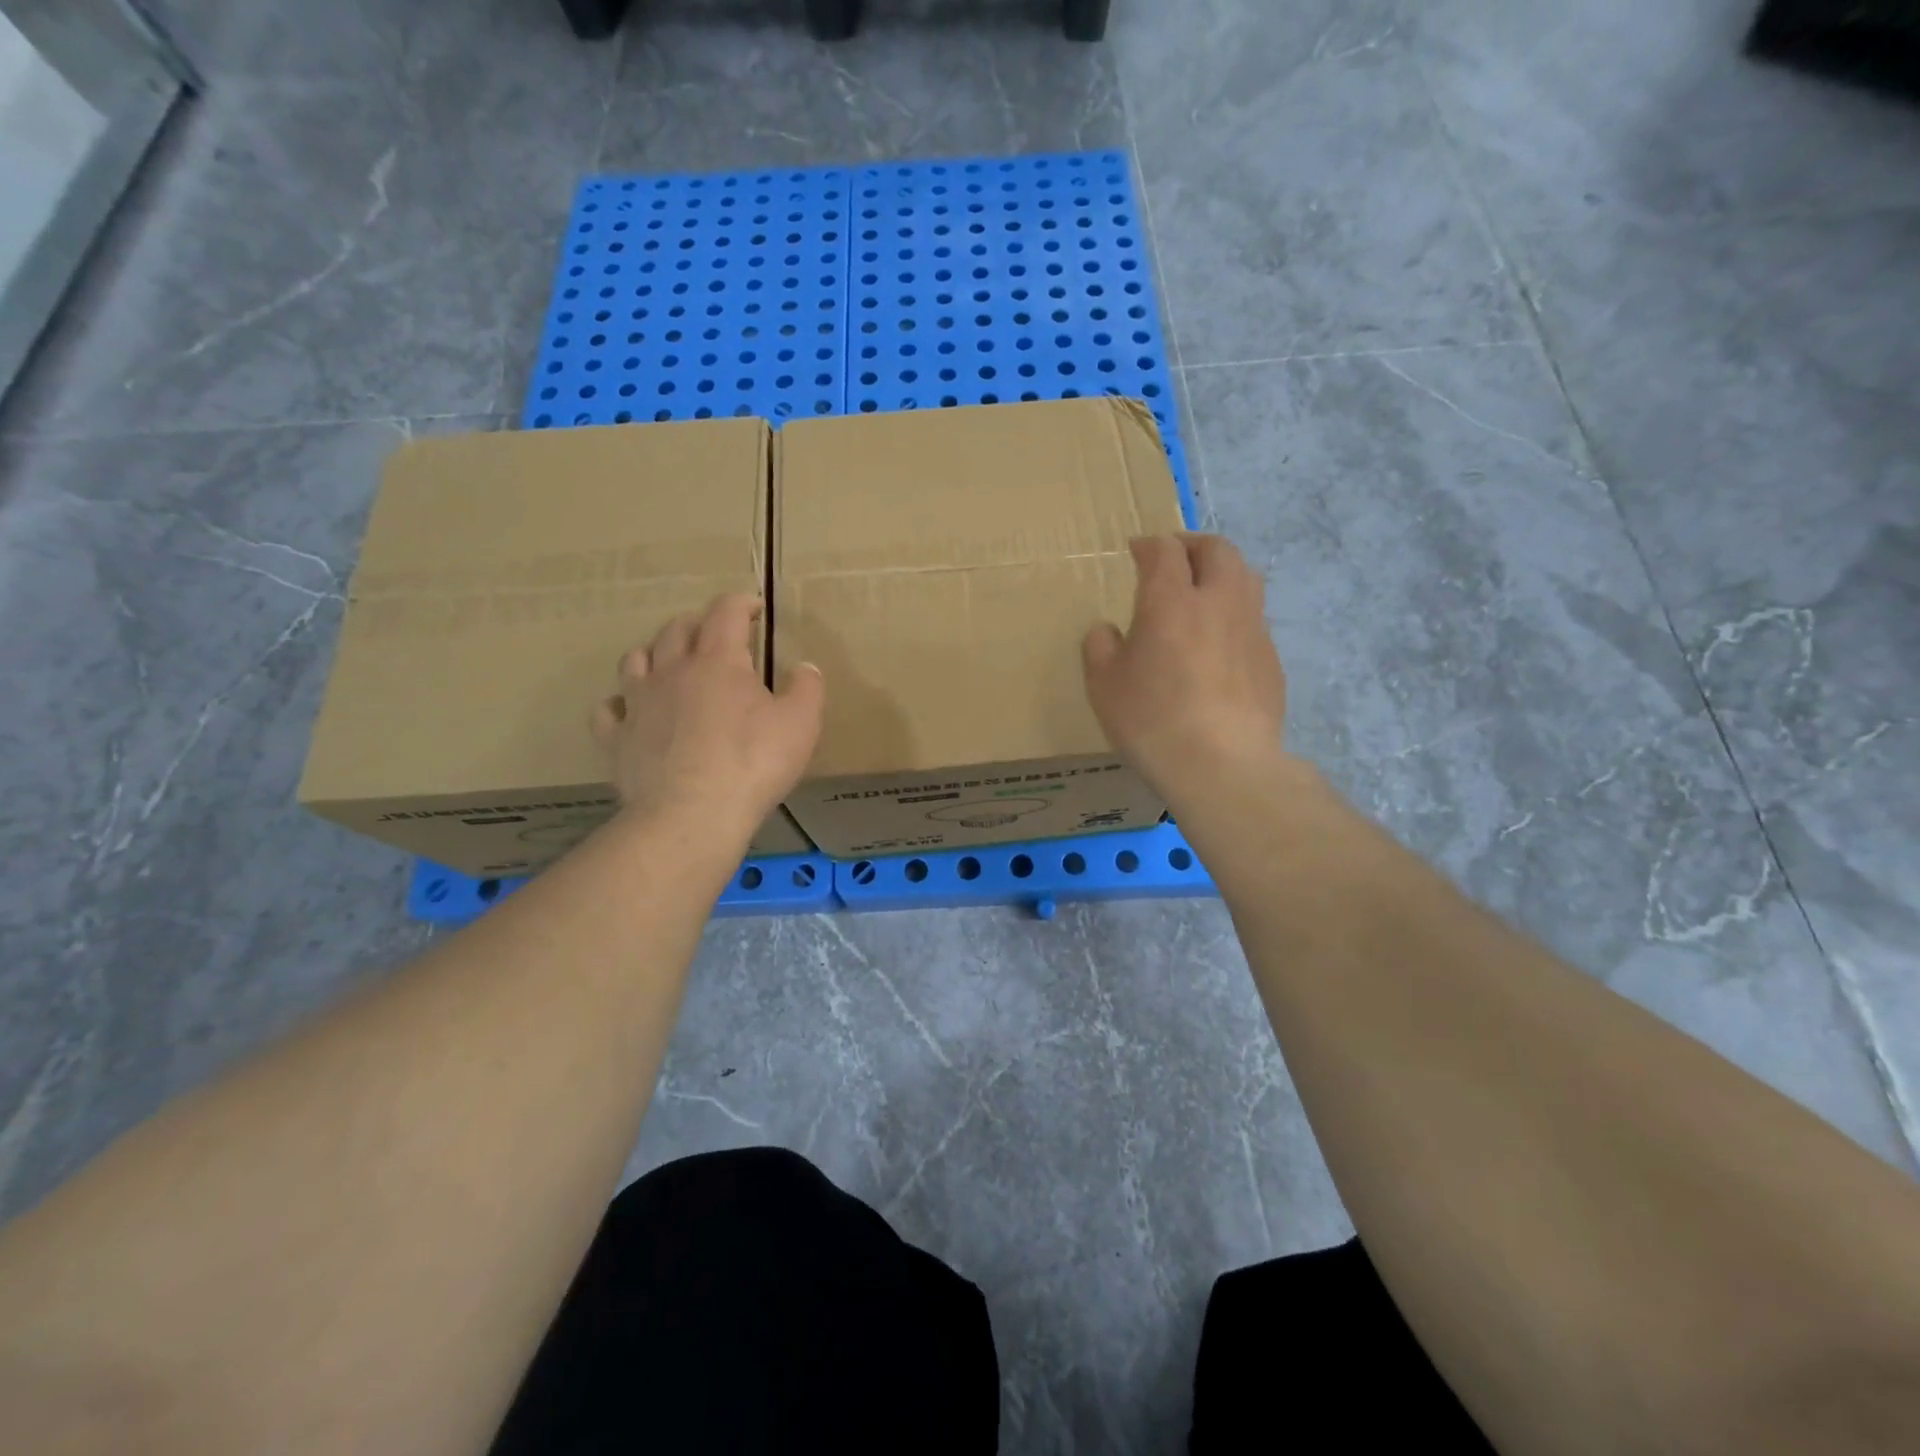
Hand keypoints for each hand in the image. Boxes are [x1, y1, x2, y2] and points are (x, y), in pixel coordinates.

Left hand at [591, 594, 822, 833]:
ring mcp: (638, 704)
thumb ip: (807, 688)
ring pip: (635, 659)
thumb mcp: (801, 723)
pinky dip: (620, 704)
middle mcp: (672, 671)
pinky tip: (630, 712)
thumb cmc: (754, 764)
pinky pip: (607, 710)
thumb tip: (805, 667)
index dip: (741, 603)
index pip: (725, 612)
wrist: (691, 814)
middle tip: (716, 636)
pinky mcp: (617, 739)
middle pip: (677, 629)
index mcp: (719, 661)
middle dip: (699, 624)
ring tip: (669, 664)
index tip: (754, 608)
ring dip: (654, 653)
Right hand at [1083, 535, 1289, 803]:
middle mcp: (1218, 601)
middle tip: (1175, 557)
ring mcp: (1252, 628)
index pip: (1164, 551)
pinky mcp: (1271, 659)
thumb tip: (1106, 630)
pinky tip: (1220, 644)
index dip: (1148, 544)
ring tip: (1203, 591)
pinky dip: (1235, 615)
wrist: (1222, 765)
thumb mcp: (1104, 687)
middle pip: (1217, 550)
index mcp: (1171, 600)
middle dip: (1193, 545)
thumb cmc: (1152, 720)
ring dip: (1222, 573)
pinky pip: (1254, 619)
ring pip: (1245, 577)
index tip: (1136, 550)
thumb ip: (1100, 648)